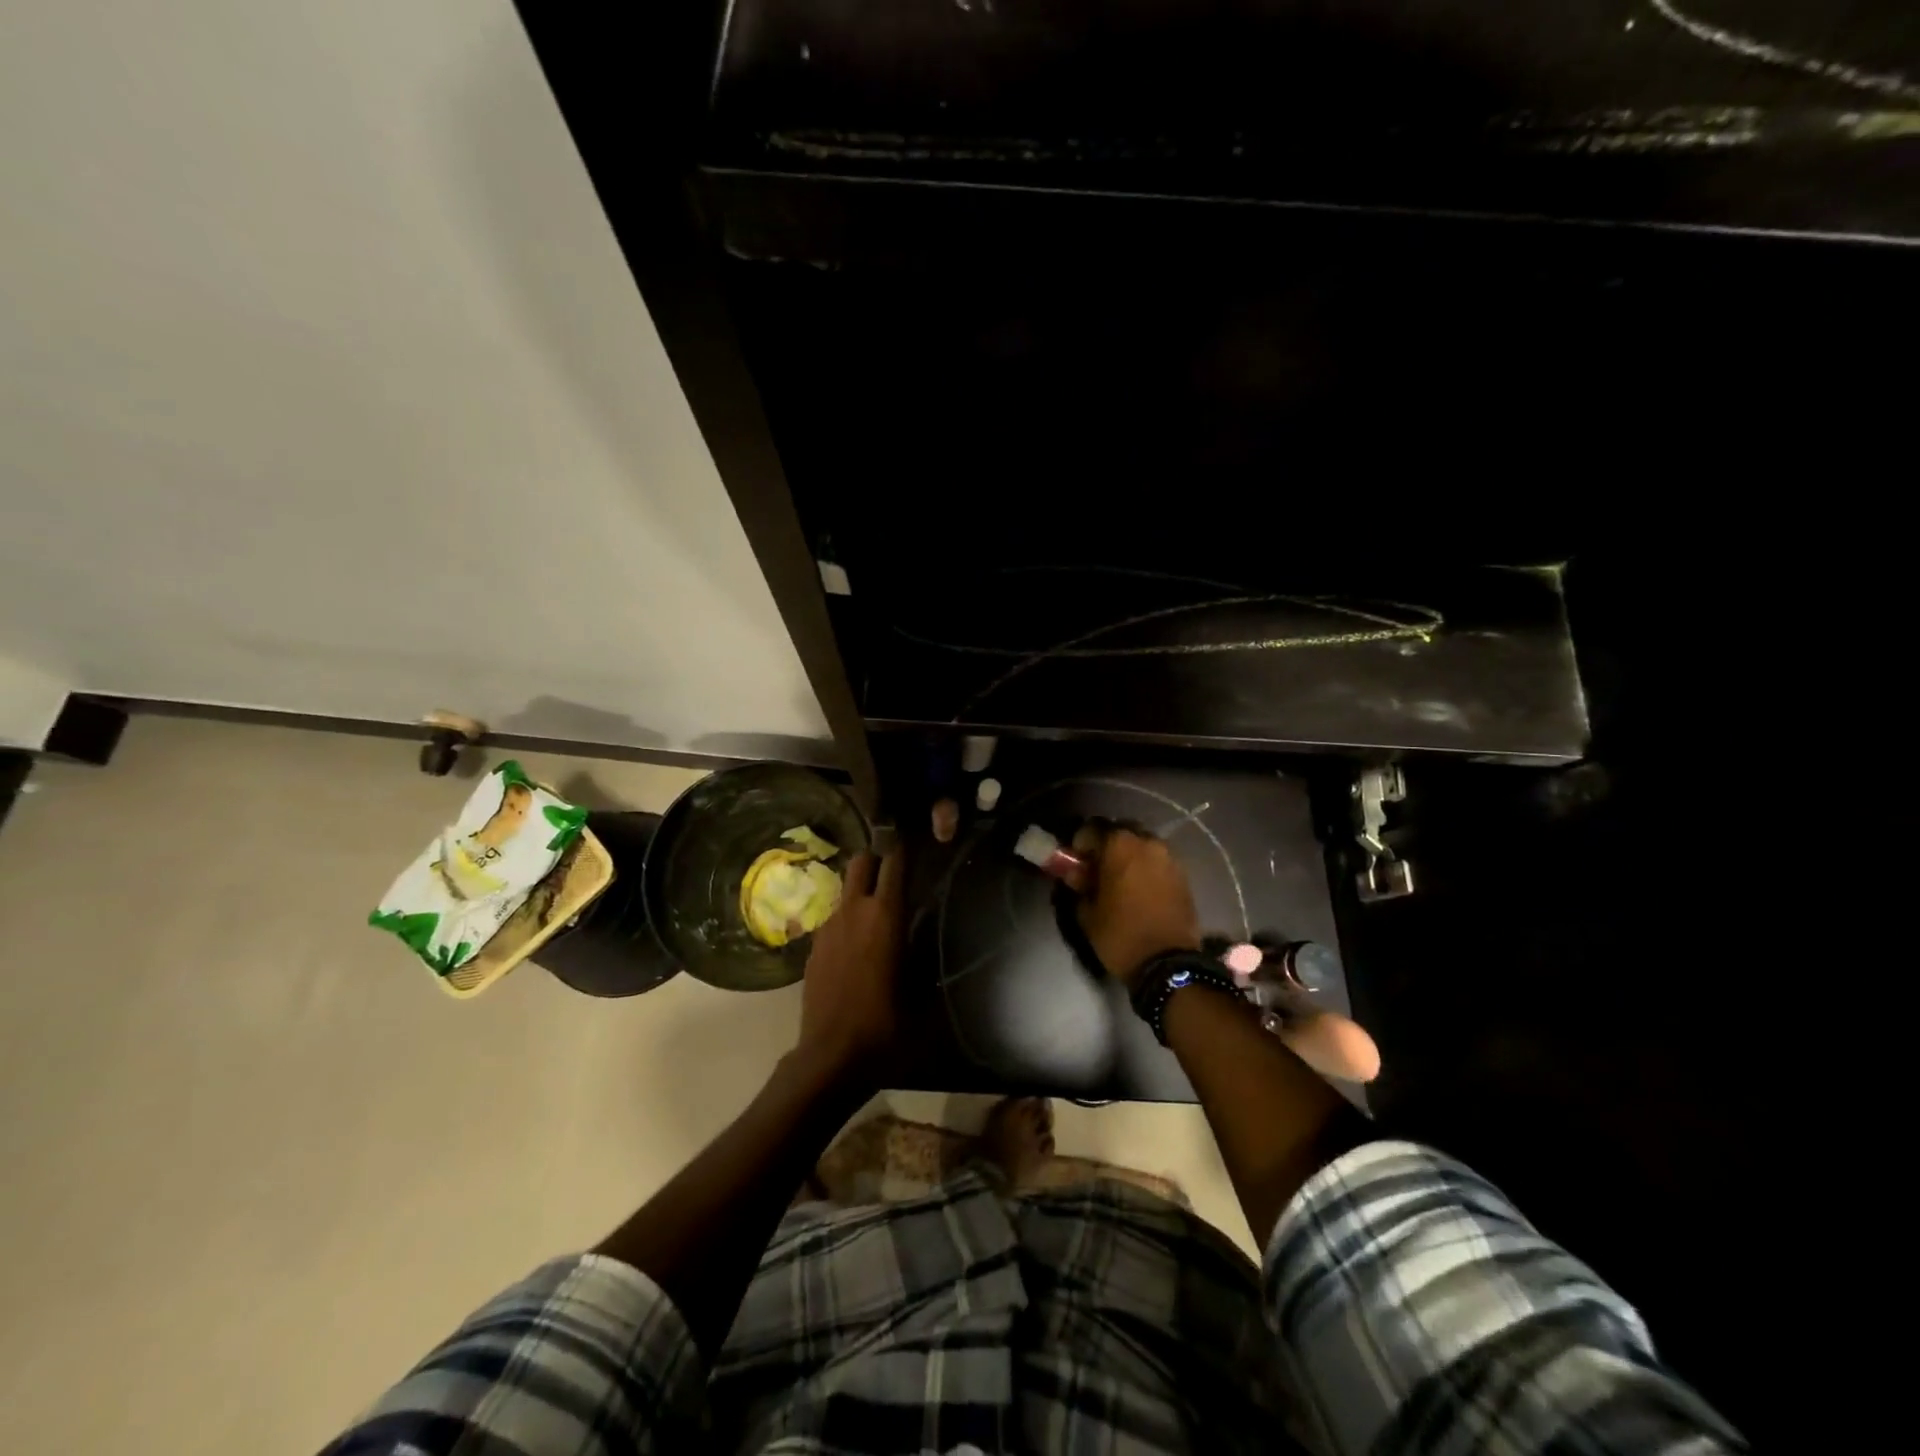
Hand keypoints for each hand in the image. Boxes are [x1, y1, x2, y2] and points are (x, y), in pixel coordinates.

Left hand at [796, 848, 905, 1084]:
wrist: (831, 1057)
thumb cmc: (886, 1025)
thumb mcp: (920, 990)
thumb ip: (924, 952)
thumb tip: (928, 929)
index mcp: (885, 915)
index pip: (894, 862)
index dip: (904, 849)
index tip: (915, 844)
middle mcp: (853, 910)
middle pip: (862, 861)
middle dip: (877, 860)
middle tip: (894, 876)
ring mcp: (828, 926)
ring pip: (845, 889)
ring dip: (860, 891)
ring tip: (876, 913)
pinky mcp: (812, 945)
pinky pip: (833, 917)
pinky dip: (846, 919)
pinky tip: (856, 946)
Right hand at [1075, 827, 1200, 986]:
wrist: (1169, 963)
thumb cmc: (1121, 935)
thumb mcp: (1087, 913)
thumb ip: (1080, 885)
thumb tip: (1078, 875)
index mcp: (1119, 845)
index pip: (1091, 829)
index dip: (1080, 844)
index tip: (1076, 863)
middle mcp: (1147, 842)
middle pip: (1120, 832)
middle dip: (1107, 847)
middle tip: (1098, 870)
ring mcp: (1169, 857)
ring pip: (1142, 845)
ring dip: (1129, 857)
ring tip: (1121, 881)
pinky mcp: (1184, 874)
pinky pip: (1158, 862)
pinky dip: (1146, 869)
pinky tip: (1140, 890)